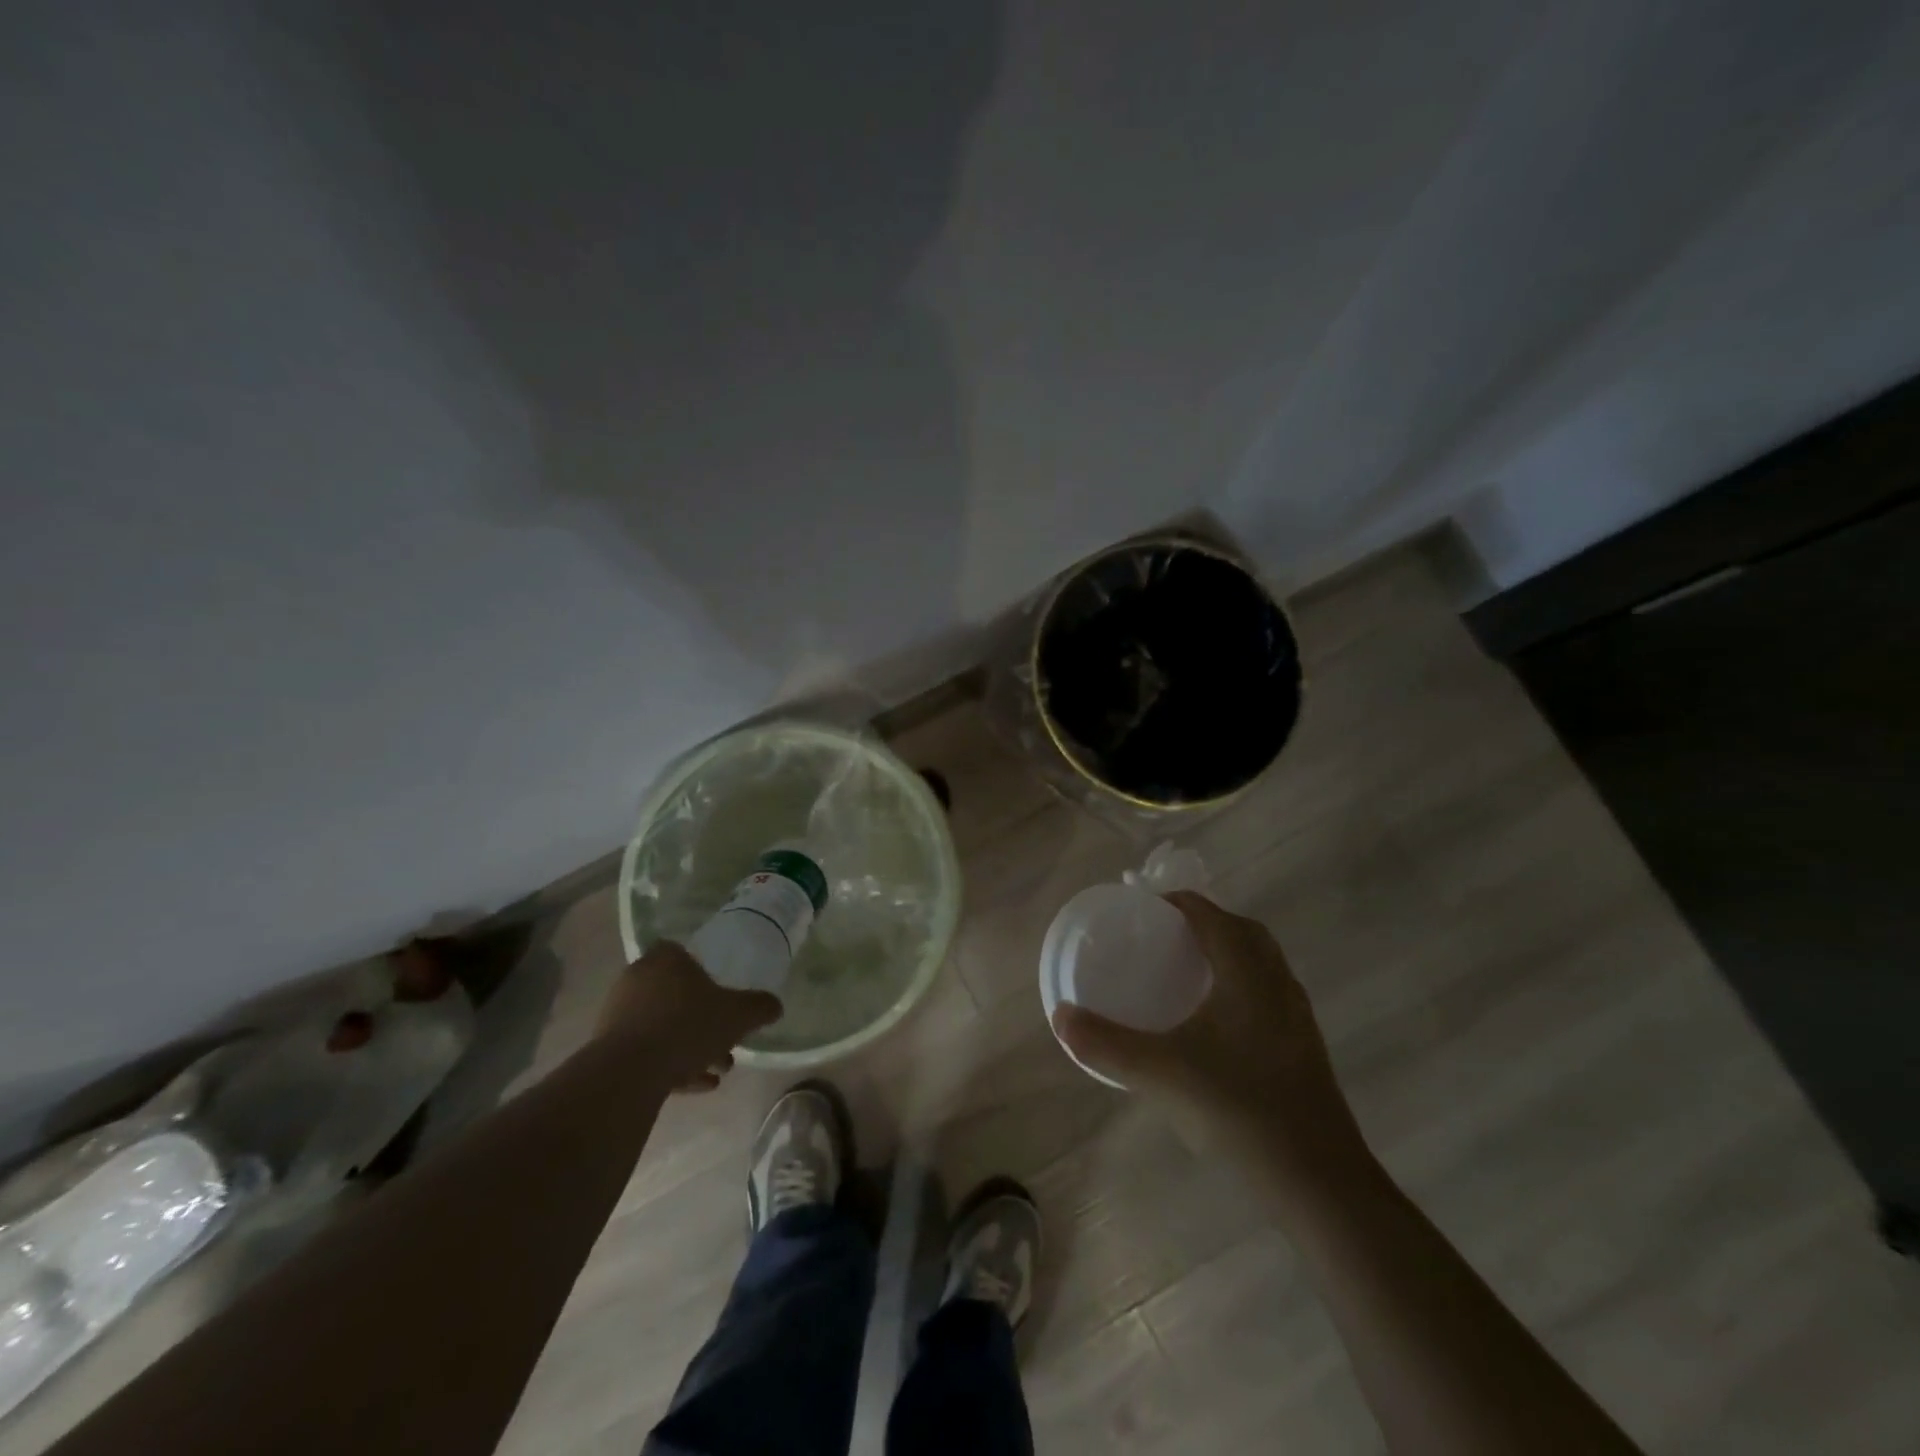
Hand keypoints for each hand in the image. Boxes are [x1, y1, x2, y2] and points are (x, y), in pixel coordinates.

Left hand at [596, 941, 781, 1091]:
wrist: (630, 1072)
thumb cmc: (688, 1026)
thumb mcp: (738, 1015)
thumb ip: (759, 1007)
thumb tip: (775, 1006)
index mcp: (666, 959)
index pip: (683, 953)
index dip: (702, 971)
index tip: (719, 993)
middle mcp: (638, 979)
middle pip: (676, 994)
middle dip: (703, 1019)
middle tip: (726, 1040)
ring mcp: (619, 1013)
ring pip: (663, 1025)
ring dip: (689, 1045)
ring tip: (717, 1070)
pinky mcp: (607, 1048)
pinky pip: (646, 1050)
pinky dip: (670, 1063)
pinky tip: (696, 1085)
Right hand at [1052, 890, 1371, 1196]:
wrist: (1318, 1180)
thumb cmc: (1238, 1109)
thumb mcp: (1160, 1074)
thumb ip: (1106, 1044)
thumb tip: (1061, 1017)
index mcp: (1246, 973)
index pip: (1211, 915)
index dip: (1178, 903)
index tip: (1145, 909)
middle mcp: (1277, 983)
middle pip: (1244, 931)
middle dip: (1206, 922)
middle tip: (1166, 937)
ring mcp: (1297, 1016)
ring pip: (1262, 962)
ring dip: (1229, 953)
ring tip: (1189, 972)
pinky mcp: (1305, 1047)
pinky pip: (1270, 992)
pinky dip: (1243, 984)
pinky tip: (1218, 1022)